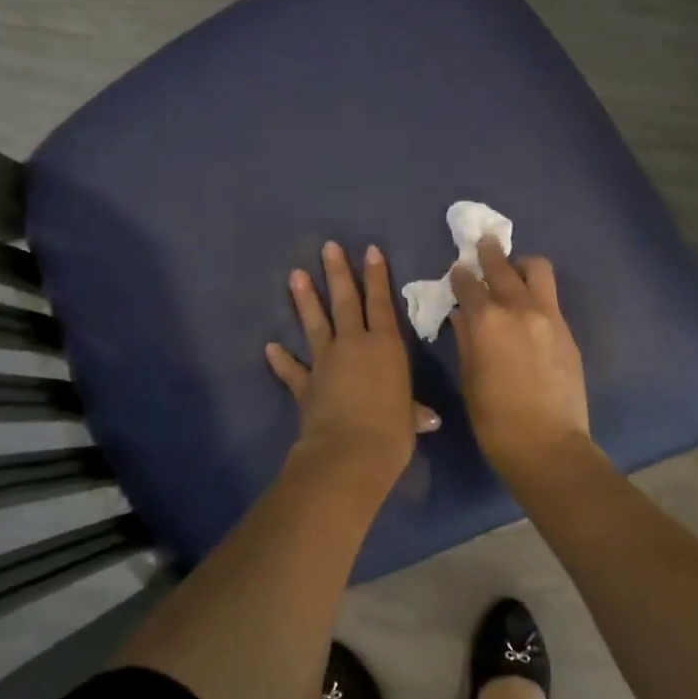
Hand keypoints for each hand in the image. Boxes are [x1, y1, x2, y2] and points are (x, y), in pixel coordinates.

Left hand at [267, 241, 437, 486]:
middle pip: (345, 301)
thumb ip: (413, 412)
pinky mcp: (305, 384)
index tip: (369, 250)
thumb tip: (427, 419)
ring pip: (315, 324)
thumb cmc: (392, 431)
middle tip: (328, 247)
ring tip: (295, 275)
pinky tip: (270, 348)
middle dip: (337, 273)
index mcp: (385, 346)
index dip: (376, 276)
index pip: (381, 303)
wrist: (350, 451)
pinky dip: (281, 360)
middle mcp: (354, 345)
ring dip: (305, 300)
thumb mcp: (409, 419)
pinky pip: (291, 369)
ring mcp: (325, 362)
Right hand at [449, 236, 591, 476]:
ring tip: (513, 272)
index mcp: (487, 320)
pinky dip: (536, 293)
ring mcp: (549, 317)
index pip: (469, 284)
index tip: (457, 271)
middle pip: (503, 266)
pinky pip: (551, 298)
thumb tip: (463, 315)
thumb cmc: (494, 419)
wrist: (547, 445)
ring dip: (521, 266)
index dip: (460, 276)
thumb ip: (465, 339)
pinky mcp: (567, 331)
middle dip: (489, 252)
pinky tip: (528, 309)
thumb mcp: (469, 378)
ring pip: (538, 270)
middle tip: (483, 244)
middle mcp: (519, 308)